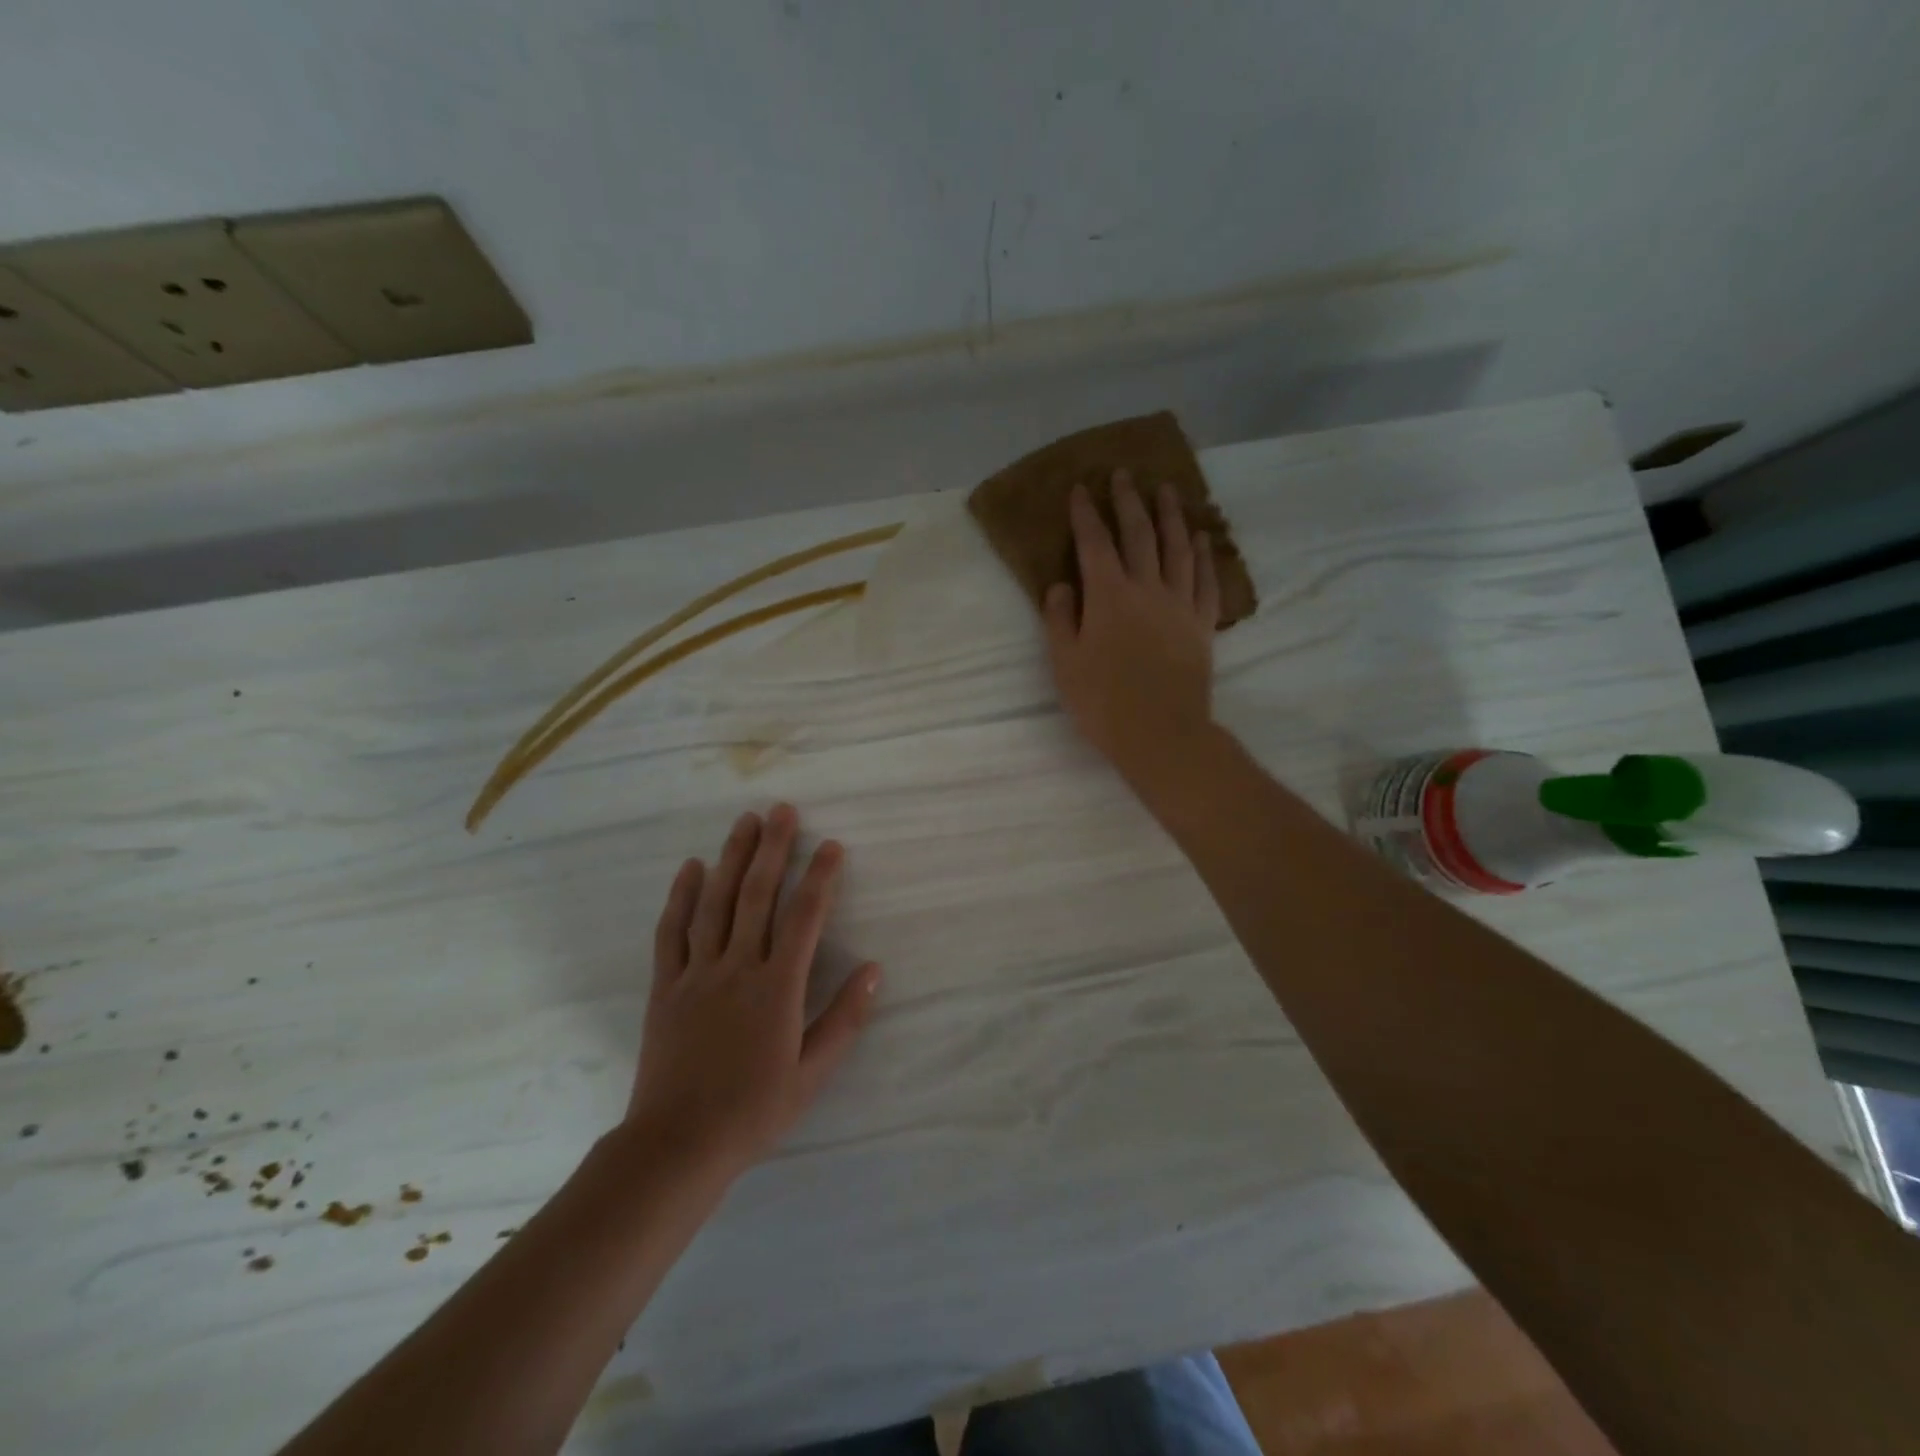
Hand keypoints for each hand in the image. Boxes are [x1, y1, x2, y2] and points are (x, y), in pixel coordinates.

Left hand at [626, 803, 880, 1180]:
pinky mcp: (666, 986)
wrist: (677, 1145)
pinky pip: (672, 932)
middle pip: (757, 895)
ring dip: (732, 858)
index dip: (820, 877)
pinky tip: (691, 867)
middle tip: (782, 810)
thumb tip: (874, 969)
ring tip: (744, 821)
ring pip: (716, 903)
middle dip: (773, 848)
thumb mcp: (812, 1073)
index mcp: (777, 988)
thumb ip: (844, 1019)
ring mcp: (697, 973)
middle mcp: (738, 968)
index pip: (805, 918)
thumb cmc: (753, 1111)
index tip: (832, 845)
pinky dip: (681, 896)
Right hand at [1043, 473, 1219, 784]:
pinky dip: (1204, 555)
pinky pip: (1205, 579)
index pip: (1094, 543)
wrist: (1161, 732)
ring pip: (1177, 547)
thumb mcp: (1065, 663)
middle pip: (1138, 534)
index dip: (1085, 514)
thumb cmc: (1103, 702)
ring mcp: (1179, 603)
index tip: (1080, 489)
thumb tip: (1061, 585)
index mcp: (1108, 596)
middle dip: (1128, 501)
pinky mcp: (1202, 623)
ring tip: (1166, 490)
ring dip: (1170, 515)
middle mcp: (1146, 588)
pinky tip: (1201, 538)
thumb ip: (1059, 619)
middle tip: (1124, 475)